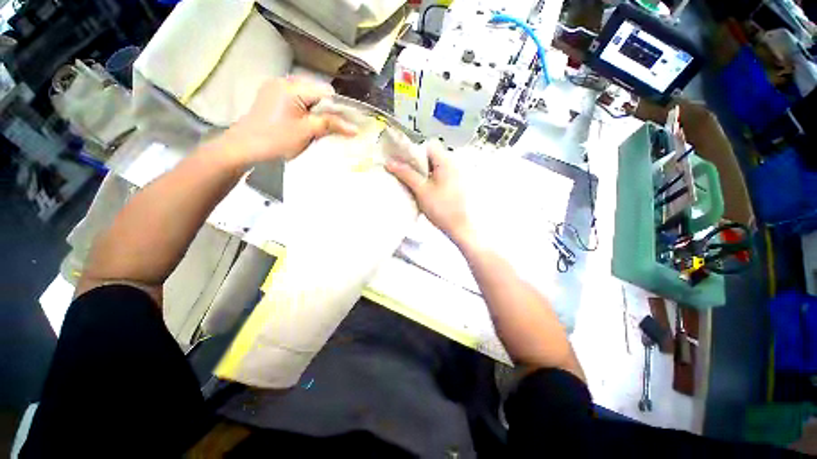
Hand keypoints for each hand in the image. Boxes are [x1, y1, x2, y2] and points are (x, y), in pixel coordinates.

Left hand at [220, 77, 357, 164]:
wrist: (244, 147)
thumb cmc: (276, 139)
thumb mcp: (307, 132)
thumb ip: (331, 125)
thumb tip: (354, 128)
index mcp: (292, 87)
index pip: (325, 92)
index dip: (339, 107)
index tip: (346, 124)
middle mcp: (283, 81)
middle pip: (316, 91)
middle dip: (328, 109)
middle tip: (334, 127)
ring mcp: (275, 88)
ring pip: (307, 96)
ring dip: (317, 110)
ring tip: (320, 126)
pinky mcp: (271, 97)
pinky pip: (296, 99)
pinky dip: (306, 109)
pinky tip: (306, 122)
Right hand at [386, 142, 472, 243]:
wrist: (458, 227)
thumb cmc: (440, 207)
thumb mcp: (421, 190)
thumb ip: (406, 174)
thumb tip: (389, 162)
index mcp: (446, 162)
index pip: (429, 145)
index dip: (416, 151)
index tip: (405, 163)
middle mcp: (452, 165)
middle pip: (432, 156)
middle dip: (417, 163)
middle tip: (406, 173)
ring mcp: (455, 175)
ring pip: (435, 167)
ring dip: (423, 172)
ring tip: (412, 182)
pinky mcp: (454, 185)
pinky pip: (439, 176)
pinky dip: (430, 179)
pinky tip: (423, 189)